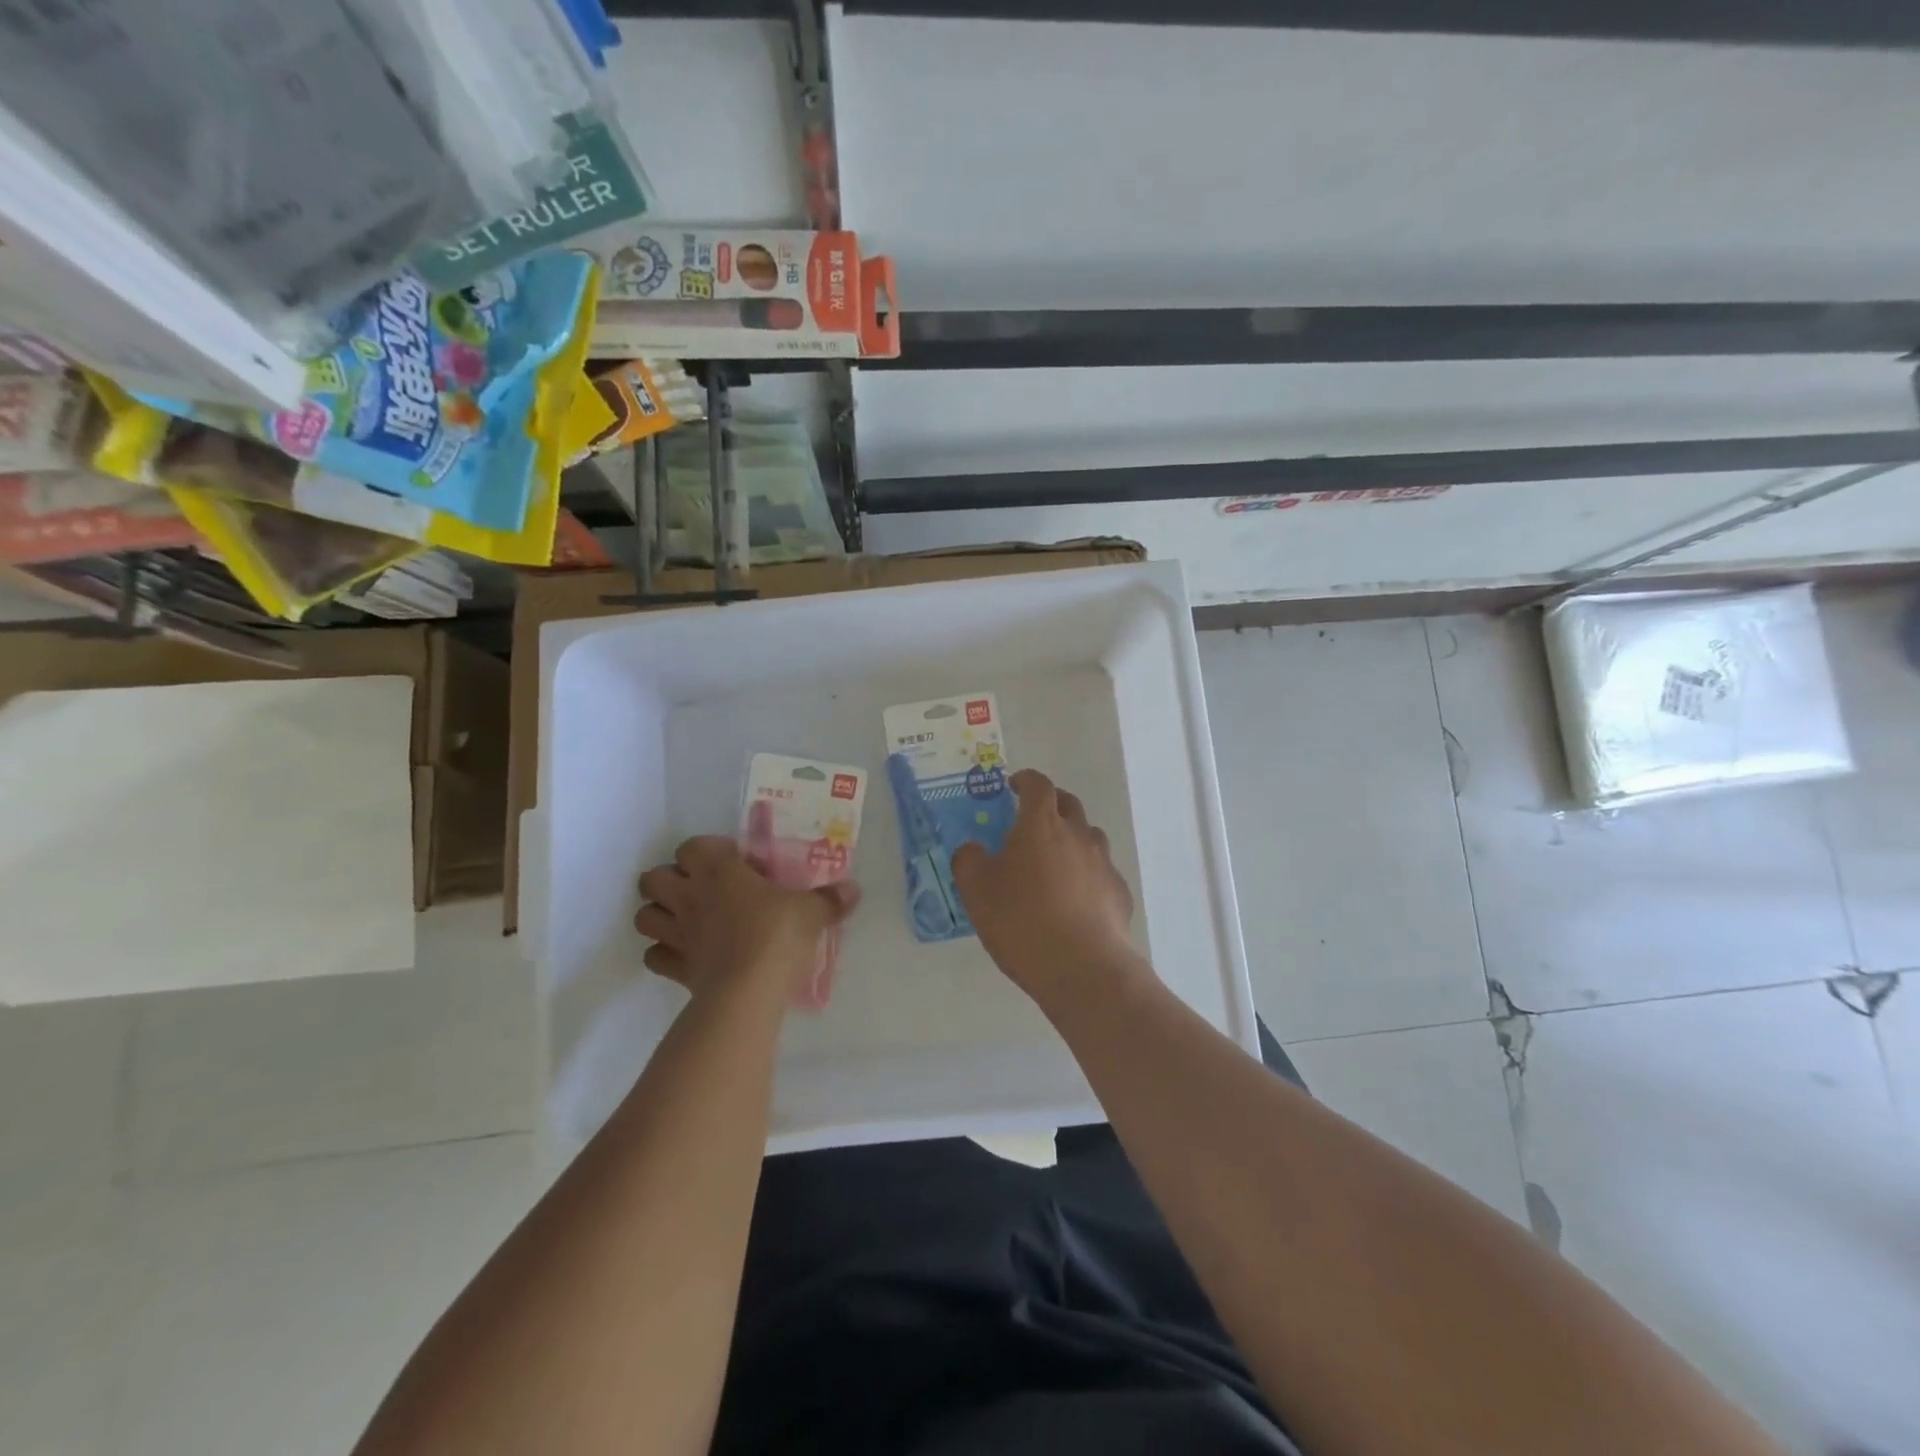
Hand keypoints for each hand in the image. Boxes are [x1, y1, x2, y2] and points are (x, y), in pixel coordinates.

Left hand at [633, 835, 859, 997]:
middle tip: (700, 889)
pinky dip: (664, 954)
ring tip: (686, 920)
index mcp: (717, 870)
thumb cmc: (777, 935)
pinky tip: (687, 955)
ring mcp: (675, 933)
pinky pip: (655, 956)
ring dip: (659, 915)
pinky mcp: (673, 967)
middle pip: (652, 878)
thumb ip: (830, 899)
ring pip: (644, 916)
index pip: (692, 846)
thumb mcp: (811, 912)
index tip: (732, 862)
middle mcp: (688, 895)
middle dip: (669, 880)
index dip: (706, 851)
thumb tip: (854, 890)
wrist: (748, 991)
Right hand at [951, 769, 1137, 1005]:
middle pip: (1068, 804)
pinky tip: (1075, 901)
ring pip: (1088, 837)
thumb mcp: (977, 892)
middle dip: (1050, 804)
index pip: (1038, 785)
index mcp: (1041, 825)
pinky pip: (1100, 873)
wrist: (1083, 969)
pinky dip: (1087, 876)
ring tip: (1053, 863)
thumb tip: (973, 849)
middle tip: (1031, 819)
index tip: (1014, 786)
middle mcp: (1078, 835)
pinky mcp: (1119, 893)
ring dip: (1071, 839)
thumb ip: (969, 861)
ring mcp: (1104, 863)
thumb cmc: (1022, 921)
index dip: (1026, 780)